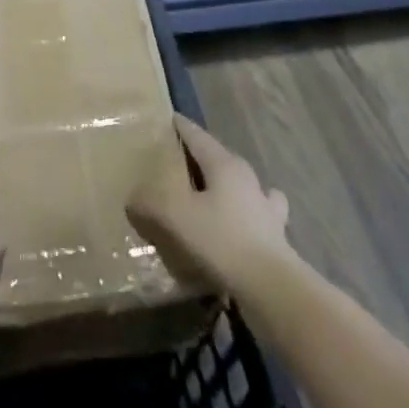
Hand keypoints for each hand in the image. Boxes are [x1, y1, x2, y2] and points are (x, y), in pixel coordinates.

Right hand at [128, 114, 292, 296]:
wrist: (272, 288)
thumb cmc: (222, 240)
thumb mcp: (176, 217)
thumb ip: (151, 201)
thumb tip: (133, 196)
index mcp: (224, 163)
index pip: (197, 134)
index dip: (180, 126)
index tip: (167, 119)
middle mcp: (247, 177)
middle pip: (218, 157)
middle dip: (200, 157)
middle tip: (177, 162)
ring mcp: (265, 206)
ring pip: (242, 184)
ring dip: (227, 186)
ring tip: (210, 195)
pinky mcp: (275, 235)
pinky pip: (256, 216)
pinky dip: (244, 217)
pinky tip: (237, 228)